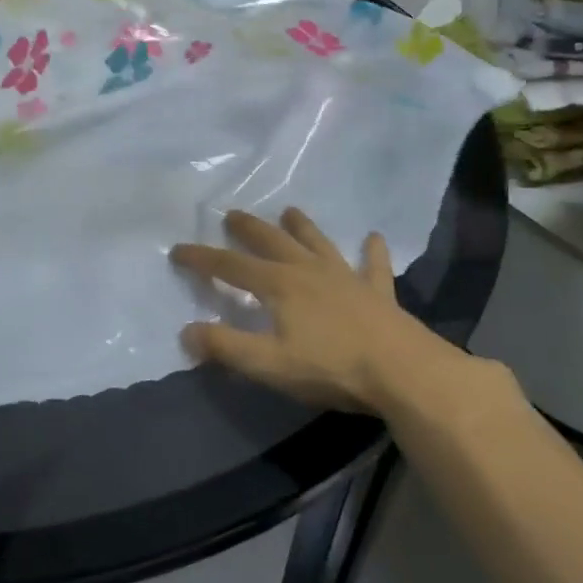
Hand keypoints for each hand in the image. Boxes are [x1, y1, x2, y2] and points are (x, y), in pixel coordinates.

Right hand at [170, 208, 503, 424]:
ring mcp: (346, 278)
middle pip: (272, 242)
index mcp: (278, 285)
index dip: (201, 258)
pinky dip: (372, 252)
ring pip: (317, 243)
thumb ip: (225, 347)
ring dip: (302, 226)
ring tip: (290, 210)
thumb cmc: (331, 367)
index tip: (178, 249)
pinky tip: (373, 239)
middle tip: (232, 214)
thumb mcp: (268, 363)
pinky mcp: (378, 293)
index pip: (230, 267)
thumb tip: (186, 332)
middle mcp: (308, 271)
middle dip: (248, 228)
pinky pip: (373, 266)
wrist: (404, 372)